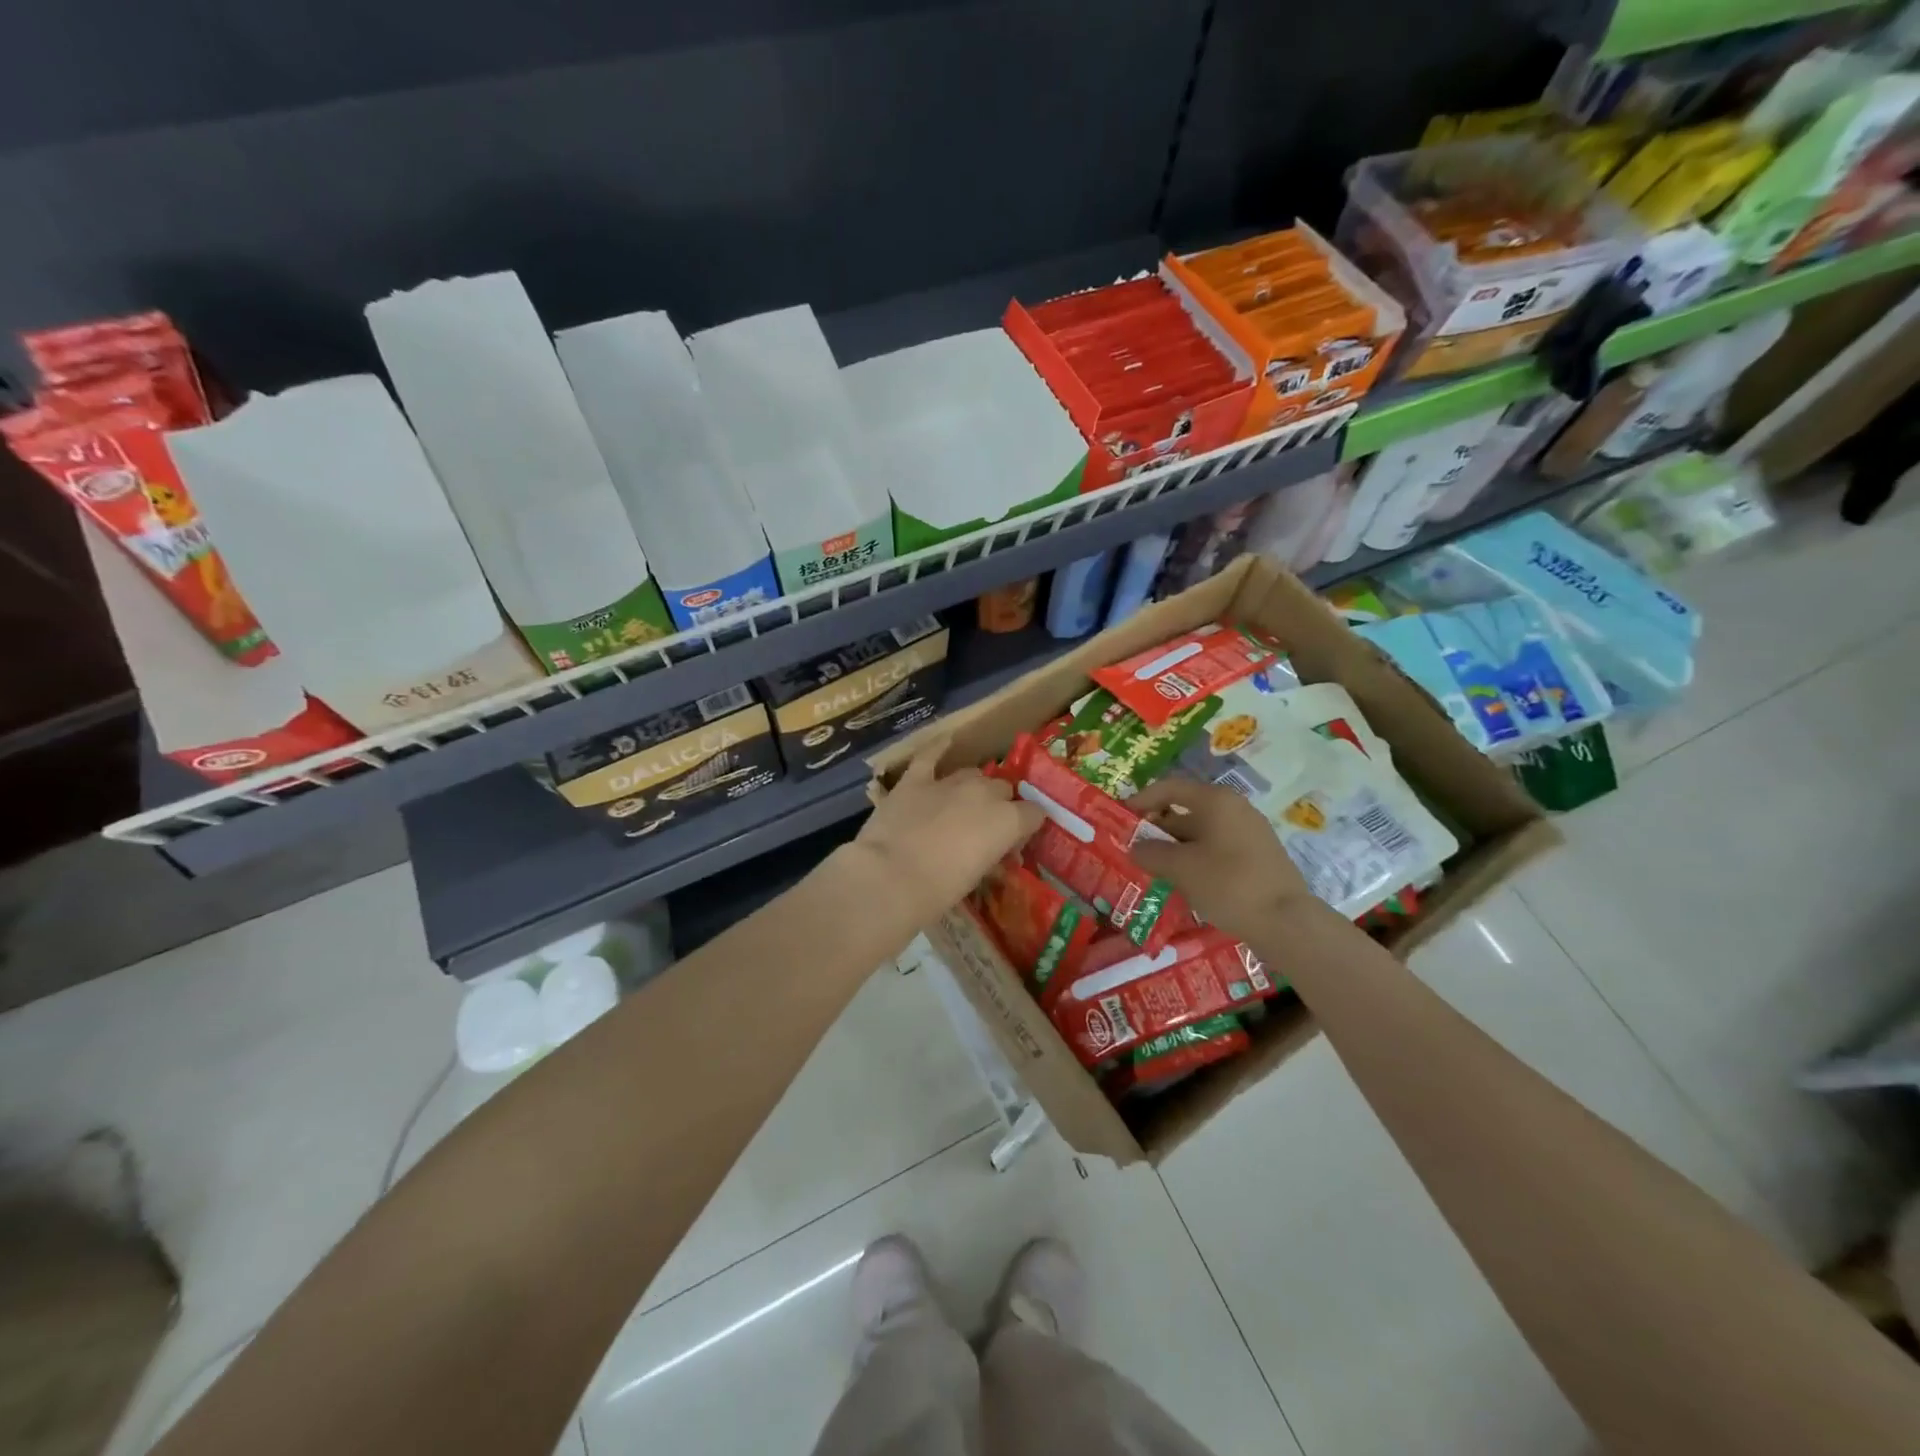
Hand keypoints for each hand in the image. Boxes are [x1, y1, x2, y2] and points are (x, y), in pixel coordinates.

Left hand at [844, 741, 1045, 928]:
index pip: (1034, 814)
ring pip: (973, 774)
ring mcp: (949, 782)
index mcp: (1008, 821)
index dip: (1025, 827)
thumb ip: (993, 858)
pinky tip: (945, 741)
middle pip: (1003, 790)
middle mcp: (985, 793)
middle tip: (985, 829)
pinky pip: (930, 754)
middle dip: (999, 806)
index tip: (1015, 843)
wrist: (890, 877)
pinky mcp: (915, 779)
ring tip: (962, 805)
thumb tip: (997, 855)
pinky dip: (938, 748)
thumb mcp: (978, 878)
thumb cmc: (939, 891)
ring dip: (973, 788)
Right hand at [1128, 777, 1318, 941]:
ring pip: (1201, 834)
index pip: (1170, 788)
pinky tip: (1183, 883)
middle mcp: (1234, 809)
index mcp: (1216, 801)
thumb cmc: (1228, 884)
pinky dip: (1195, 860)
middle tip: (1133, 850)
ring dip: (1175, 849)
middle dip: (1157, 830)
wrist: (1286, 922)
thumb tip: (1135, 847)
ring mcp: (1249, 833)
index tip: (1122, 816)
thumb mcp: (1180, 868)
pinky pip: (1216, 850)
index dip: (1142, 799)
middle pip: (1186, 811)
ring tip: (1153, 870)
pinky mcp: (1257, 857)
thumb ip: (1151, 853)